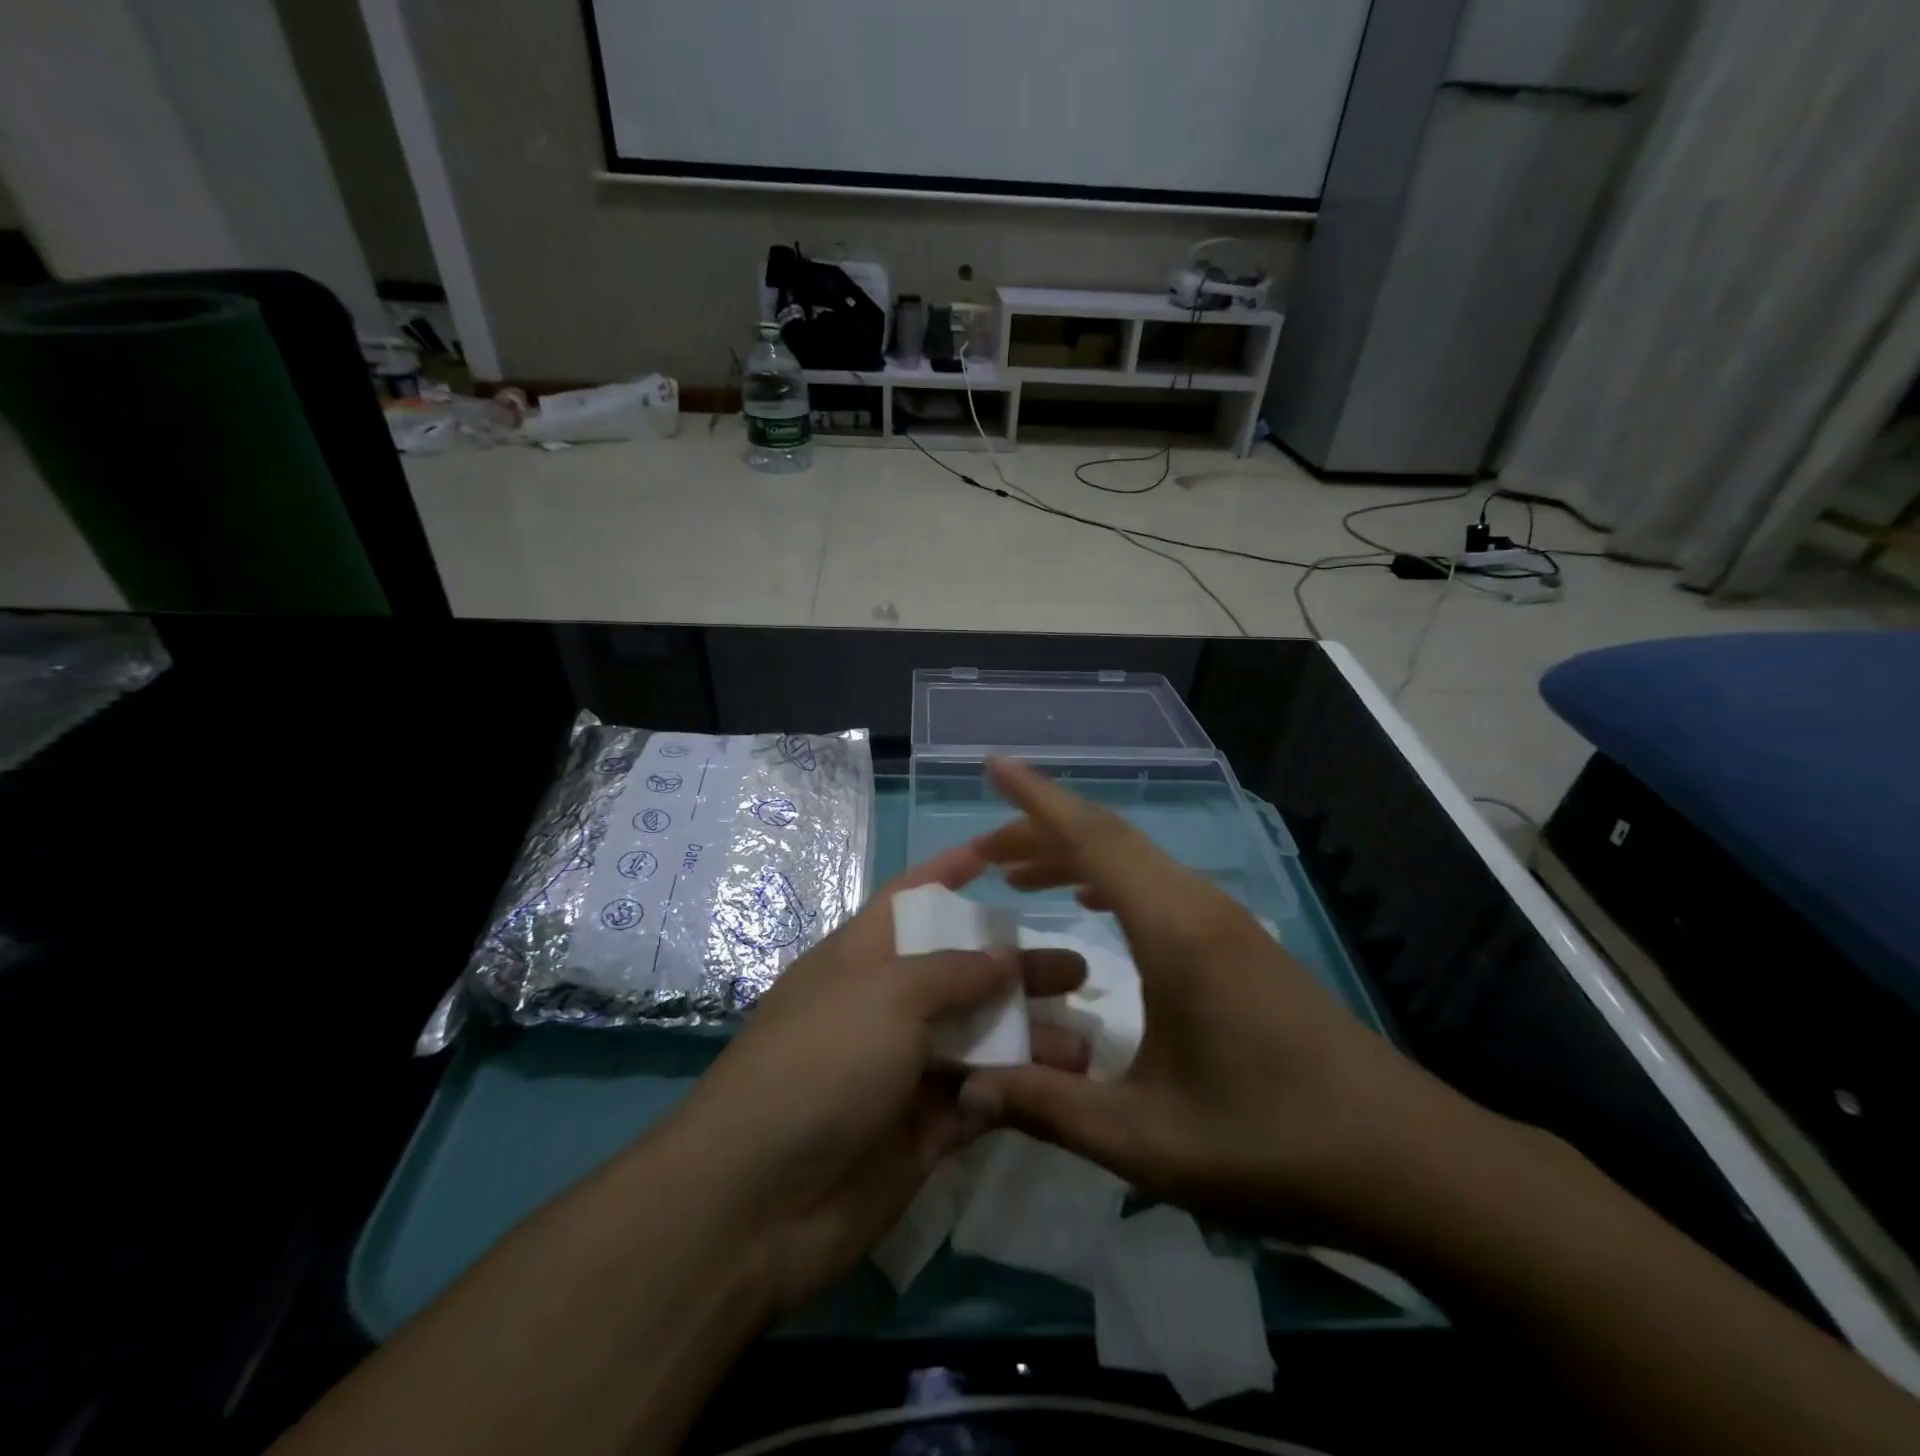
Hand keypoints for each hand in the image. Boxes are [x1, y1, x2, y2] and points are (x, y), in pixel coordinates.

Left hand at [665, 844, 1089, 1317]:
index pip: (912, 898)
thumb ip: (954, 972)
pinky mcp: (924, 1131)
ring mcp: (905, 1070)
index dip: (950, 872)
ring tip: (1086, 1041)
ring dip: (1030, 1036)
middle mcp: (886, 1007)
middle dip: (1017, 967)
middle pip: (962, 973)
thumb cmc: (821, 1063)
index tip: (1000, 854)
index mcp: (863, 957)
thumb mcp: (886, 994)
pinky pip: (980, 1100)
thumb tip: (1004, 958)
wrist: (758, 1201)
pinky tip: (1060, 1088)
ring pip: (980, 1040)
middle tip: (1077, 971)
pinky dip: (1016, 1092)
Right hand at [958, 758, 1480, 1246]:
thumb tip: (967, 1091)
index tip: (994, 766)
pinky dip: (1112, 879)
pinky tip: (1092, 907)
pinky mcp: (1241, 943)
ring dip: (1076, 856)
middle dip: (1040, 832)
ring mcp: (1227, 921)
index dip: (1036, 799)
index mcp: (1175, 932)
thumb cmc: (1274, 1145)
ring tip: (1021, 877)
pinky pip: (1160, 886)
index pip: (1093, 839)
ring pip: (1137, 861)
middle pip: (1110, 839)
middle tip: (984, 853)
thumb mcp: (1148, 1140)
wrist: (1408, 1161)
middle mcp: (1200, 907)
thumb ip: (1050, 1108)